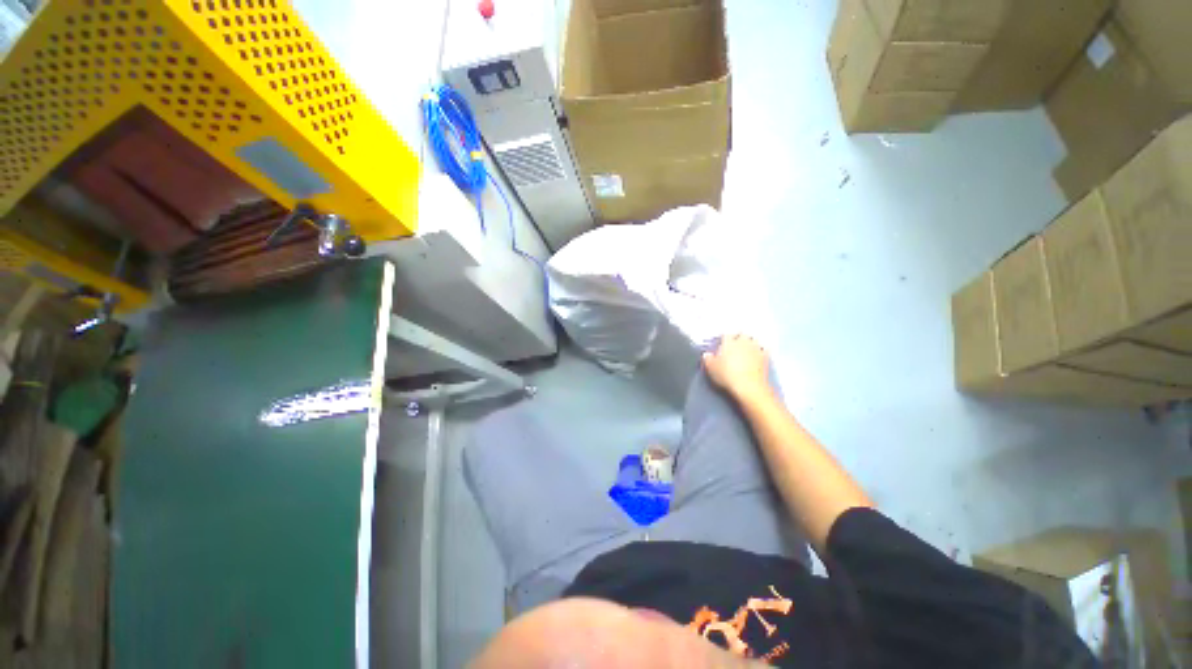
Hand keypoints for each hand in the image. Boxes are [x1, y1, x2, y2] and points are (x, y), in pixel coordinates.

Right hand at [702, 335, 772, 403]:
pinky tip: (757, 356)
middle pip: (741, 334)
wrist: (749, 386)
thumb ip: (708, 359)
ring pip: (753, 340)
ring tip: (746, 349)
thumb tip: (707, 355)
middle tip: (734, 345)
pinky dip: (760, 352)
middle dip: (738, 337)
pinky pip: (763, 350)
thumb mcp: (711, 369)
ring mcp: (756, 348)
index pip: (726, 335)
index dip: (723, 339)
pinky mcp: (766, 357)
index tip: (721, 344)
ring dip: (750, 343)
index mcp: (729, 342)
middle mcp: (743, 341)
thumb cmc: (727, 375)